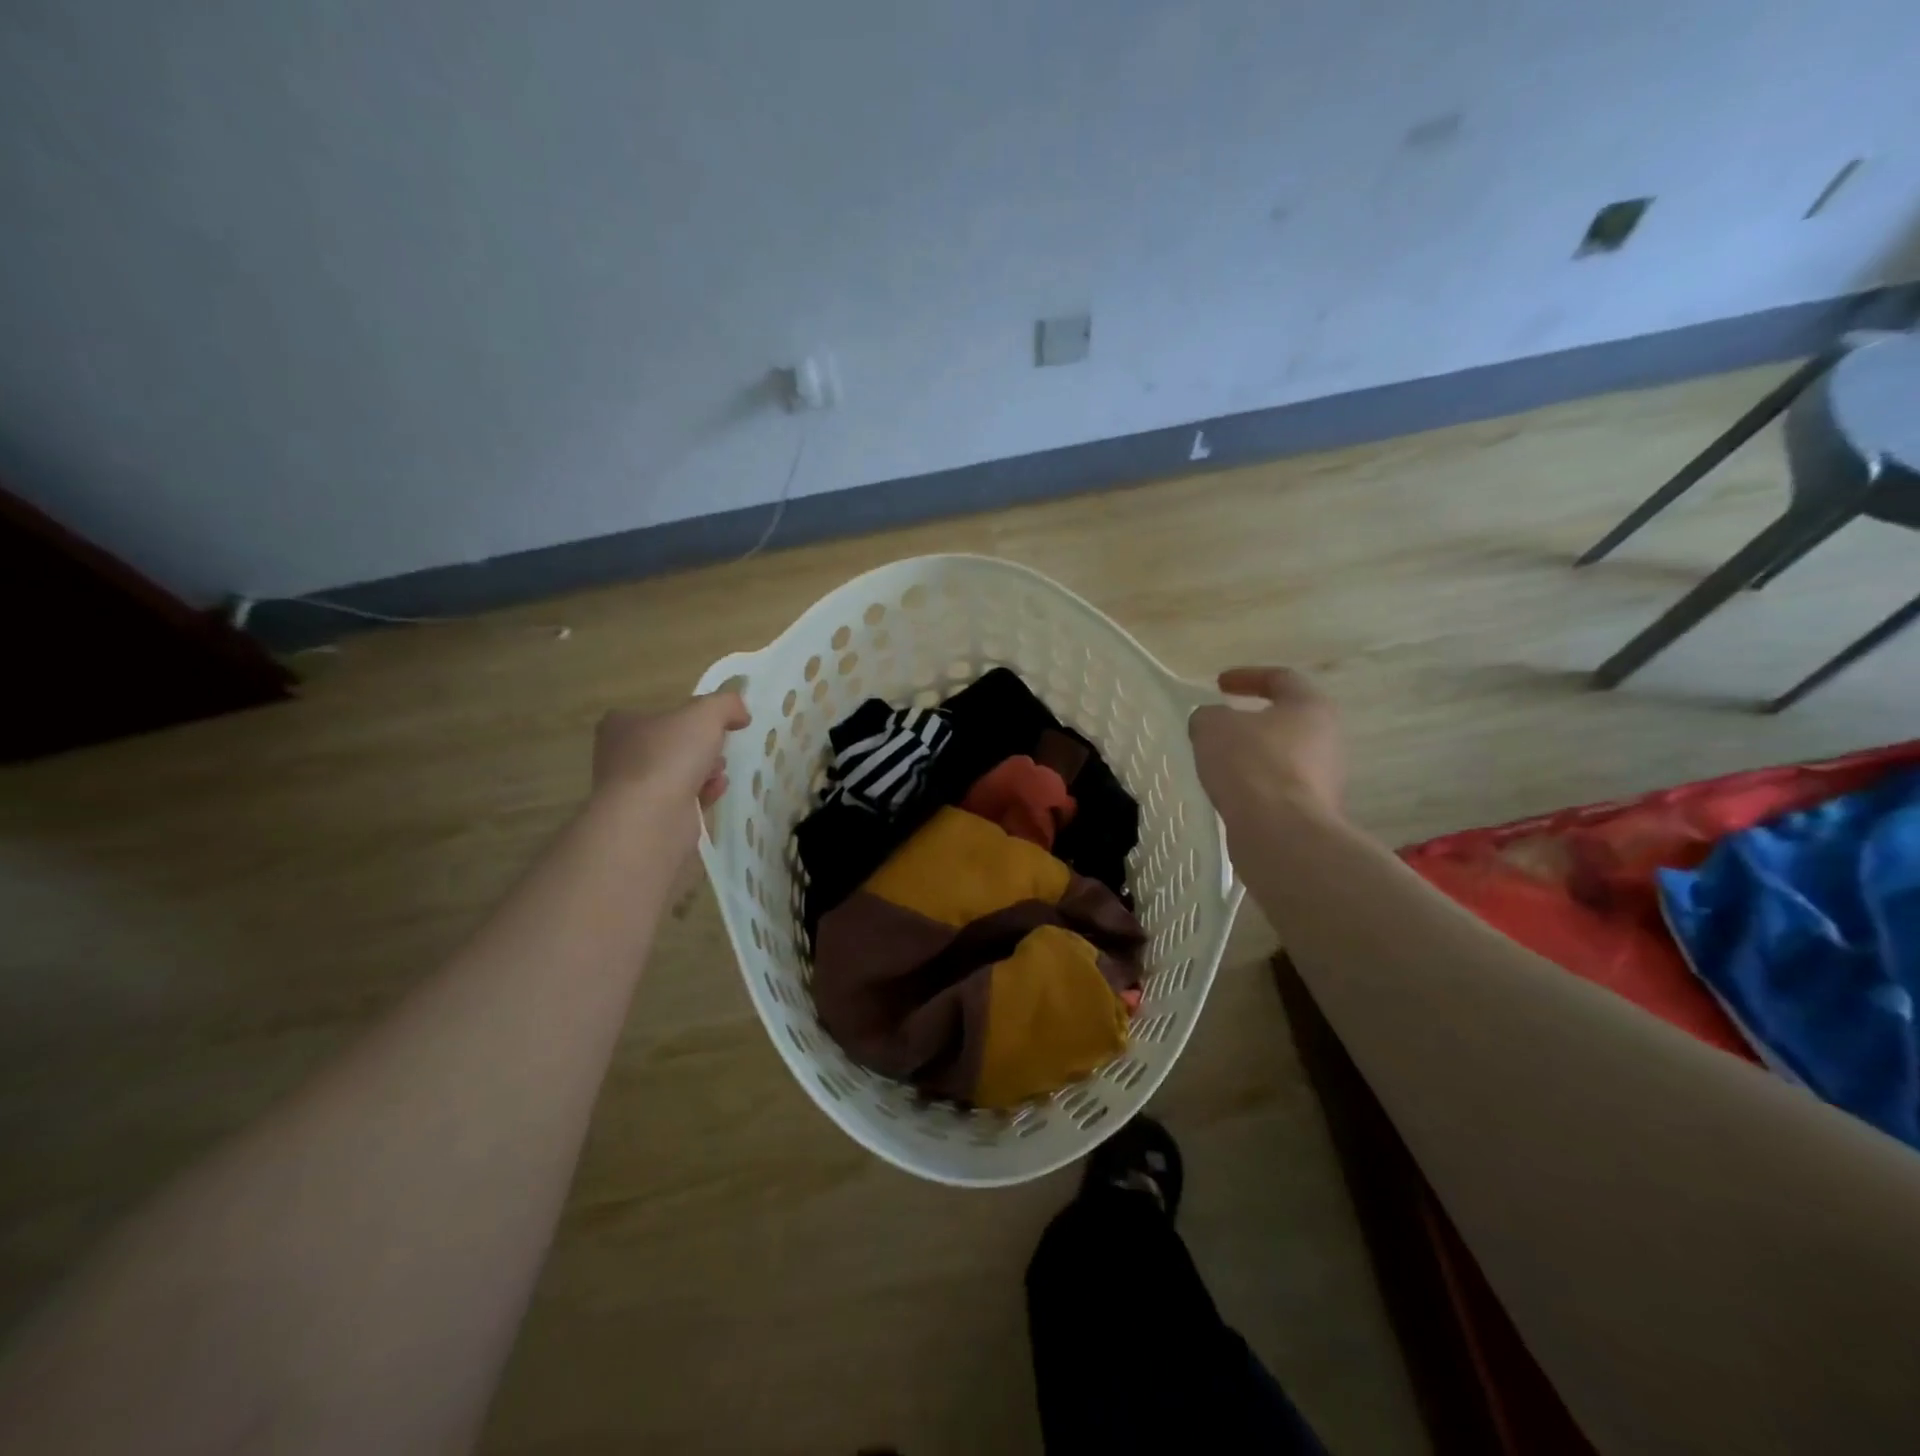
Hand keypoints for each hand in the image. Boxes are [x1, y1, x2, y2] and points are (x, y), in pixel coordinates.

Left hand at [592, 692, 751, 816]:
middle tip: (718, 749)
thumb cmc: (670, 756)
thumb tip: (740, 712)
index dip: (689, 717)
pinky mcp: (648, 817)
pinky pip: (682, 799)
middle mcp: (621, 755)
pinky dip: (702, 794)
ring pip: (678, 772)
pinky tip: (715, 792)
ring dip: (705, 770)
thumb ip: (726, 704)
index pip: (659, 713)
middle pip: (672, 744)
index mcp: (622, 725)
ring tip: (719, 773)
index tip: (714, 724)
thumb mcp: (706, 713)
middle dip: (701, 747)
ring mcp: (632, 789)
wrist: (651, 818)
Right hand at [1188, 667, 1344, 821]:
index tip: (1219, 684)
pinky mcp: (1314, 812)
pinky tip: (1231, 794)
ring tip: (1220, 764)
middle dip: (1252, 721)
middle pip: (1287, 720)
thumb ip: (1209, 716)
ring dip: (1254, 756)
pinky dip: (1256, 786)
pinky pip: (1280, 789)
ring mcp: (1326, 779)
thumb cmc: (1251, 764)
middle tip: (1221, 726)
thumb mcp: (1213, 727)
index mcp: (1311, 707)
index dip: (1247, 677)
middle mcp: (1329, 739)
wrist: (1281, 833)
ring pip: (1284, 757)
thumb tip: (1212, 722)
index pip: (1281, 678)